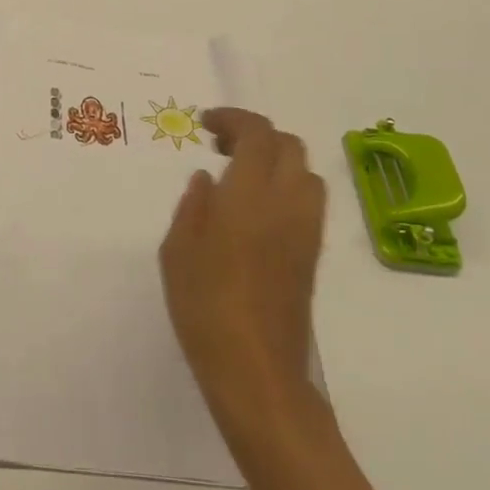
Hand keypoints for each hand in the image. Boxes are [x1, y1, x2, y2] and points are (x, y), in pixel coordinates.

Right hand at [159, 109, 325, 429]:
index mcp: (250, 194)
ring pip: (306, 172)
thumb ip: (193, 205)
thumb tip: (208, 179)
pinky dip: (287, 188)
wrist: (256, 371)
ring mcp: (306, 230)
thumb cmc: (204, 305)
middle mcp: (287, 203)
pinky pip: (308, 202)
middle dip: (256, 135)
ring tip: (242, 178)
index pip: (258, 133)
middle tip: (221, 147)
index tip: (205, 124)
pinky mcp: (312, 256)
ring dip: (277, 161)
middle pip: (289, 145)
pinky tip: (256, 212)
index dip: (233, 118)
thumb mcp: (177, 250)